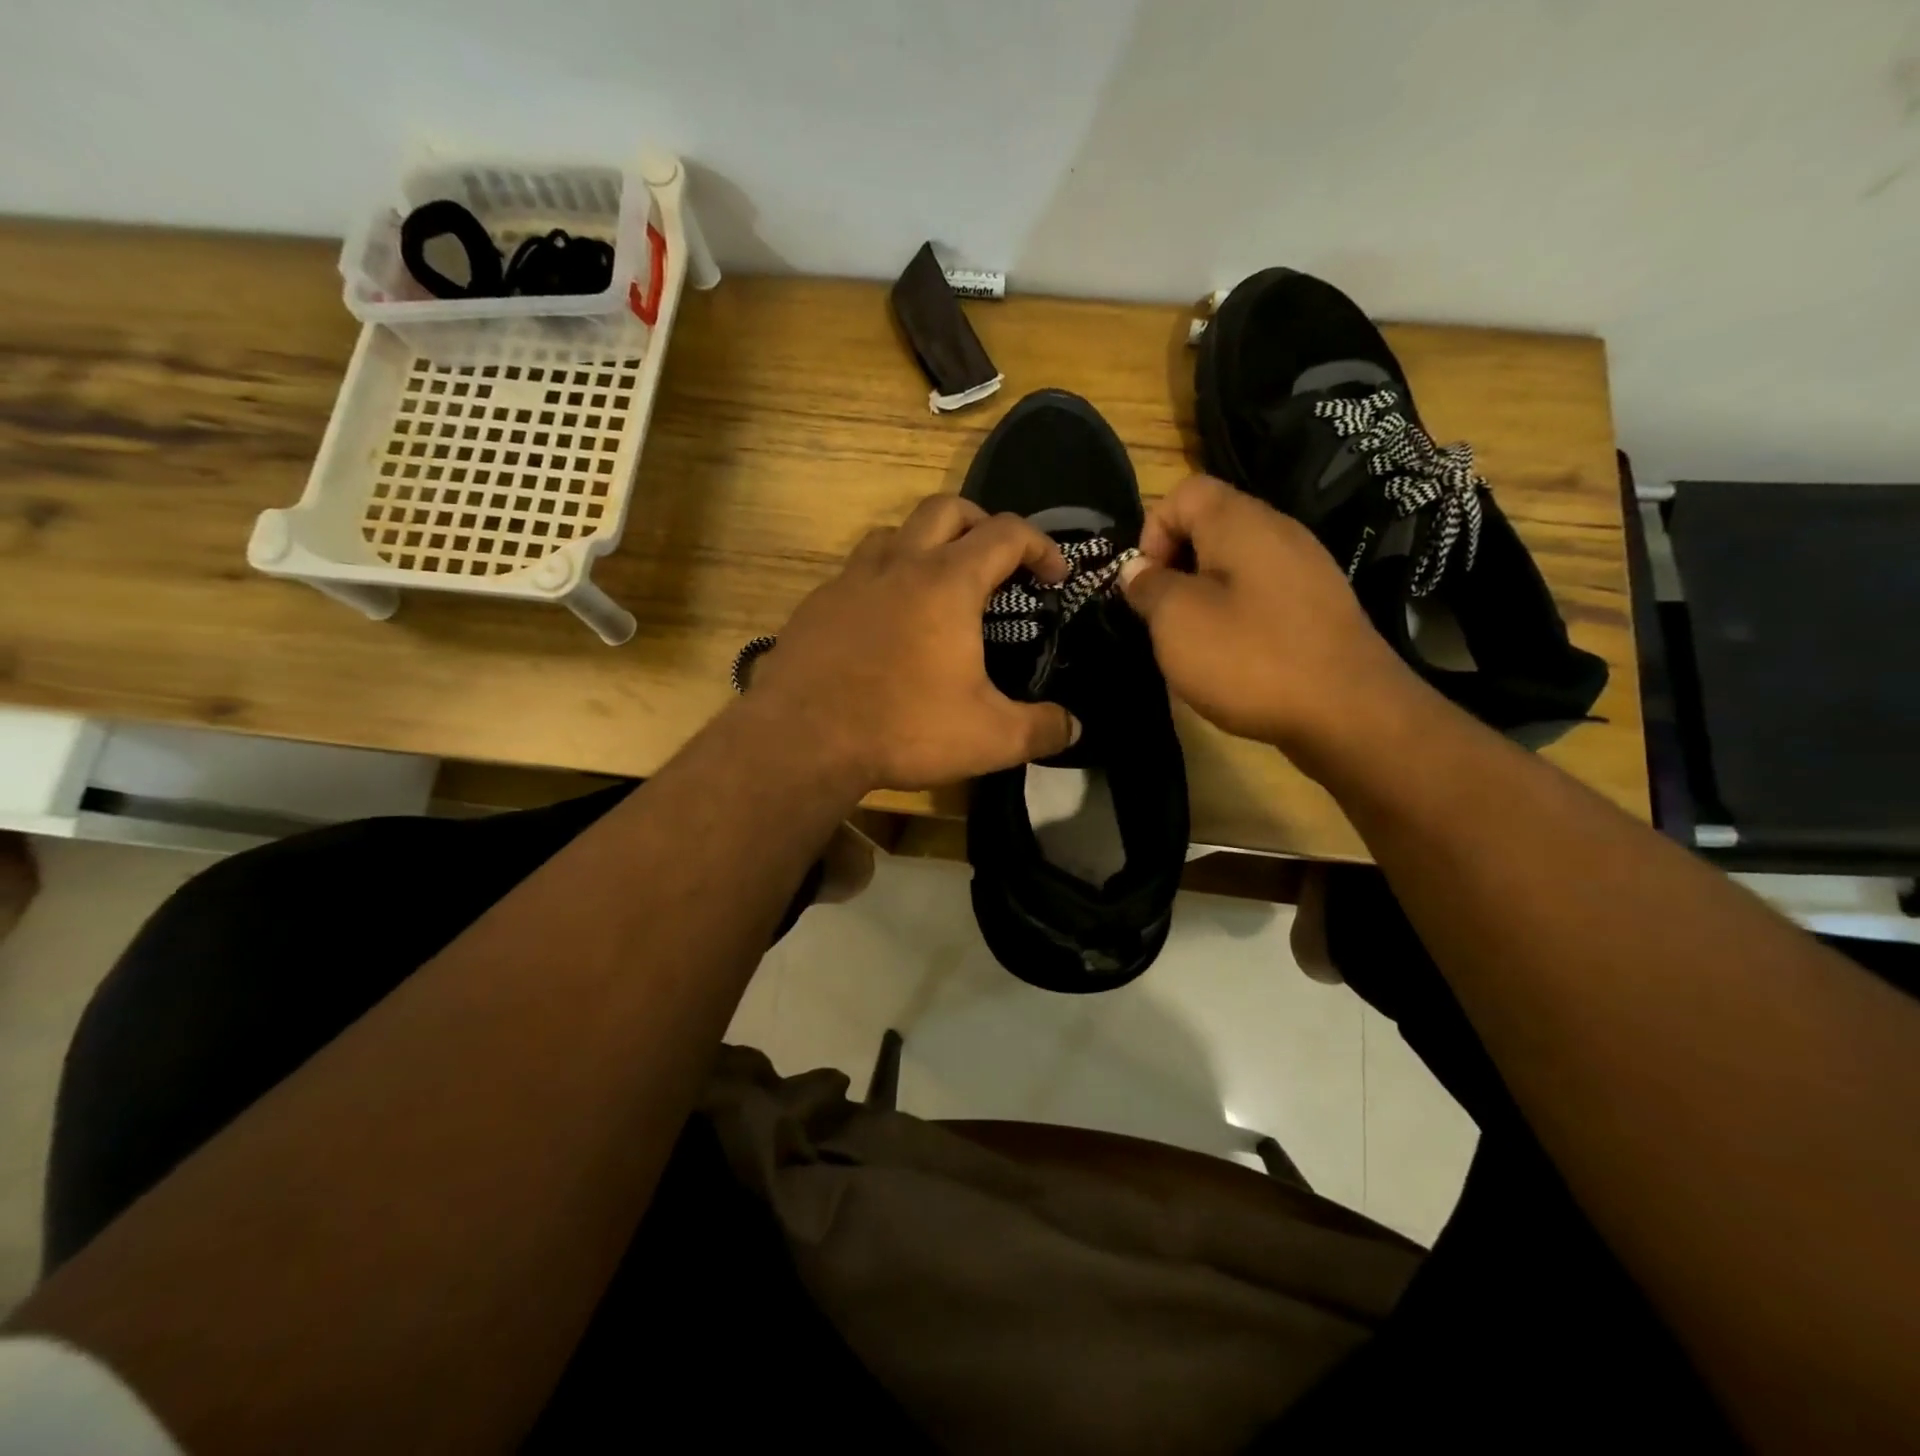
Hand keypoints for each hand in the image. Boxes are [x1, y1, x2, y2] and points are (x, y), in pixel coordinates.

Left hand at [746, 495, 1080, 792]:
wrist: (802, 740)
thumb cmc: (903, 728)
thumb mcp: (989, 738)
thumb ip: (1041, 729)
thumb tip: (1074, 727)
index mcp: (948, 583)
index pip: (1007, 534)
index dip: (1041, 546)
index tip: (1054, 575)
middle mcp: (899, 566)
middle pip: (947, 510)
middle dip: (982, 524)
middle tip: (997, 563)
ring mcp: (850, 580)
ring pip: (895, 534)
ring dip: (926, 545)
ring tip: (938, 585)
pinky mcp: (816, 604)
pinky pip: (856, 573)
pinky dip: (882, 581)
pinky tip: (884, 624)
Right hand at [1119, 475, 1418, 752]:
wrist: (1349, 712)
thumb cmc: (1250, 657)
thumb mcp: (1177, 621)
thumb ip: (1148, 586)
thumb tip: (1137, 569)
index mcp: (1240, 522)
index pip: (1184, 492)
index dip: (1152, 531)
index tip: (1145, 584)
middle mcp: (1279, 532)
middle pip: (1210, 526)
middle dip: (1175, 567)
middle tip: (1163, 617)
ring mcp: (1306, 569)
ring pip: (1235, 565)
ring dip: (1203, 596)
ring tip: (1194, 642)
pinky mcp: (1319, 606)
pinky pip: (1262, 594)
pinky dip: (1237, 616)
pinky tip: (1234, 657)